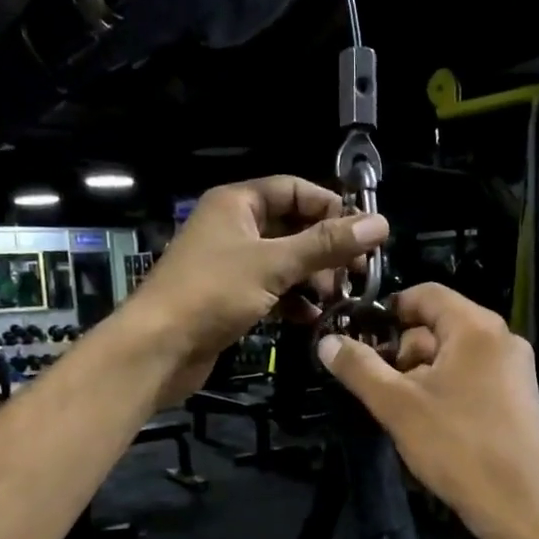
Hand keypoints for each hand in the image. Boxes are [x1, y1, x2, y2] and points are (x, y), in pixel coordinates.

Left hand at [129, 176, 387, 405]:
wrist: (158, 348)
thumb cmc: (212, 293)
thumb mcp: (274, 264)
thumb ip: (326, 244)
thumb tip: (380, 223)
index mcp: (236, 203)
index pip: (294, 190)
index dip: (330, 207)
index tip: (363, 233)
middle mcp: (233, 227)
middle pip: (292, 228)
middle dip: (325, 250)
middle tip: (357, 274)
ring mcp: (230, 265)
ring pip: (284, 262)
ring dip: (313, 279)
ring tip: (338, 300)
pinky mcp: (230, 298)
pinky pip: (271, 290)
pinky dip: (293, 301)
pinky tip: (312, 318)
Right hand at [316, 284, 538, 538]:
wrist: (517, 505)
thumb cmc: (456, 446)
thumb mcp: (397, 405)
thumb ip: (359, 368)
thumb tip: (327, 342)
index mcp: (477, 328)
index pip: (426, 294)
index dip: (388, 309)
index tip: (359, 335)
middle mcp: (502, 339)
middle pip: (439, 325)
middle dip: (401, 349)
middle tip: (375, 383)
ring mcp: (514, 369)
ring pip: (453, 354)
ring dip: (420, 373)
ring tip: (397, 408)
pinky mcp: (517, 398)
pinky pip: (471, 376)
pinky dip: (444, 387)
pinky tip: (426, 421)